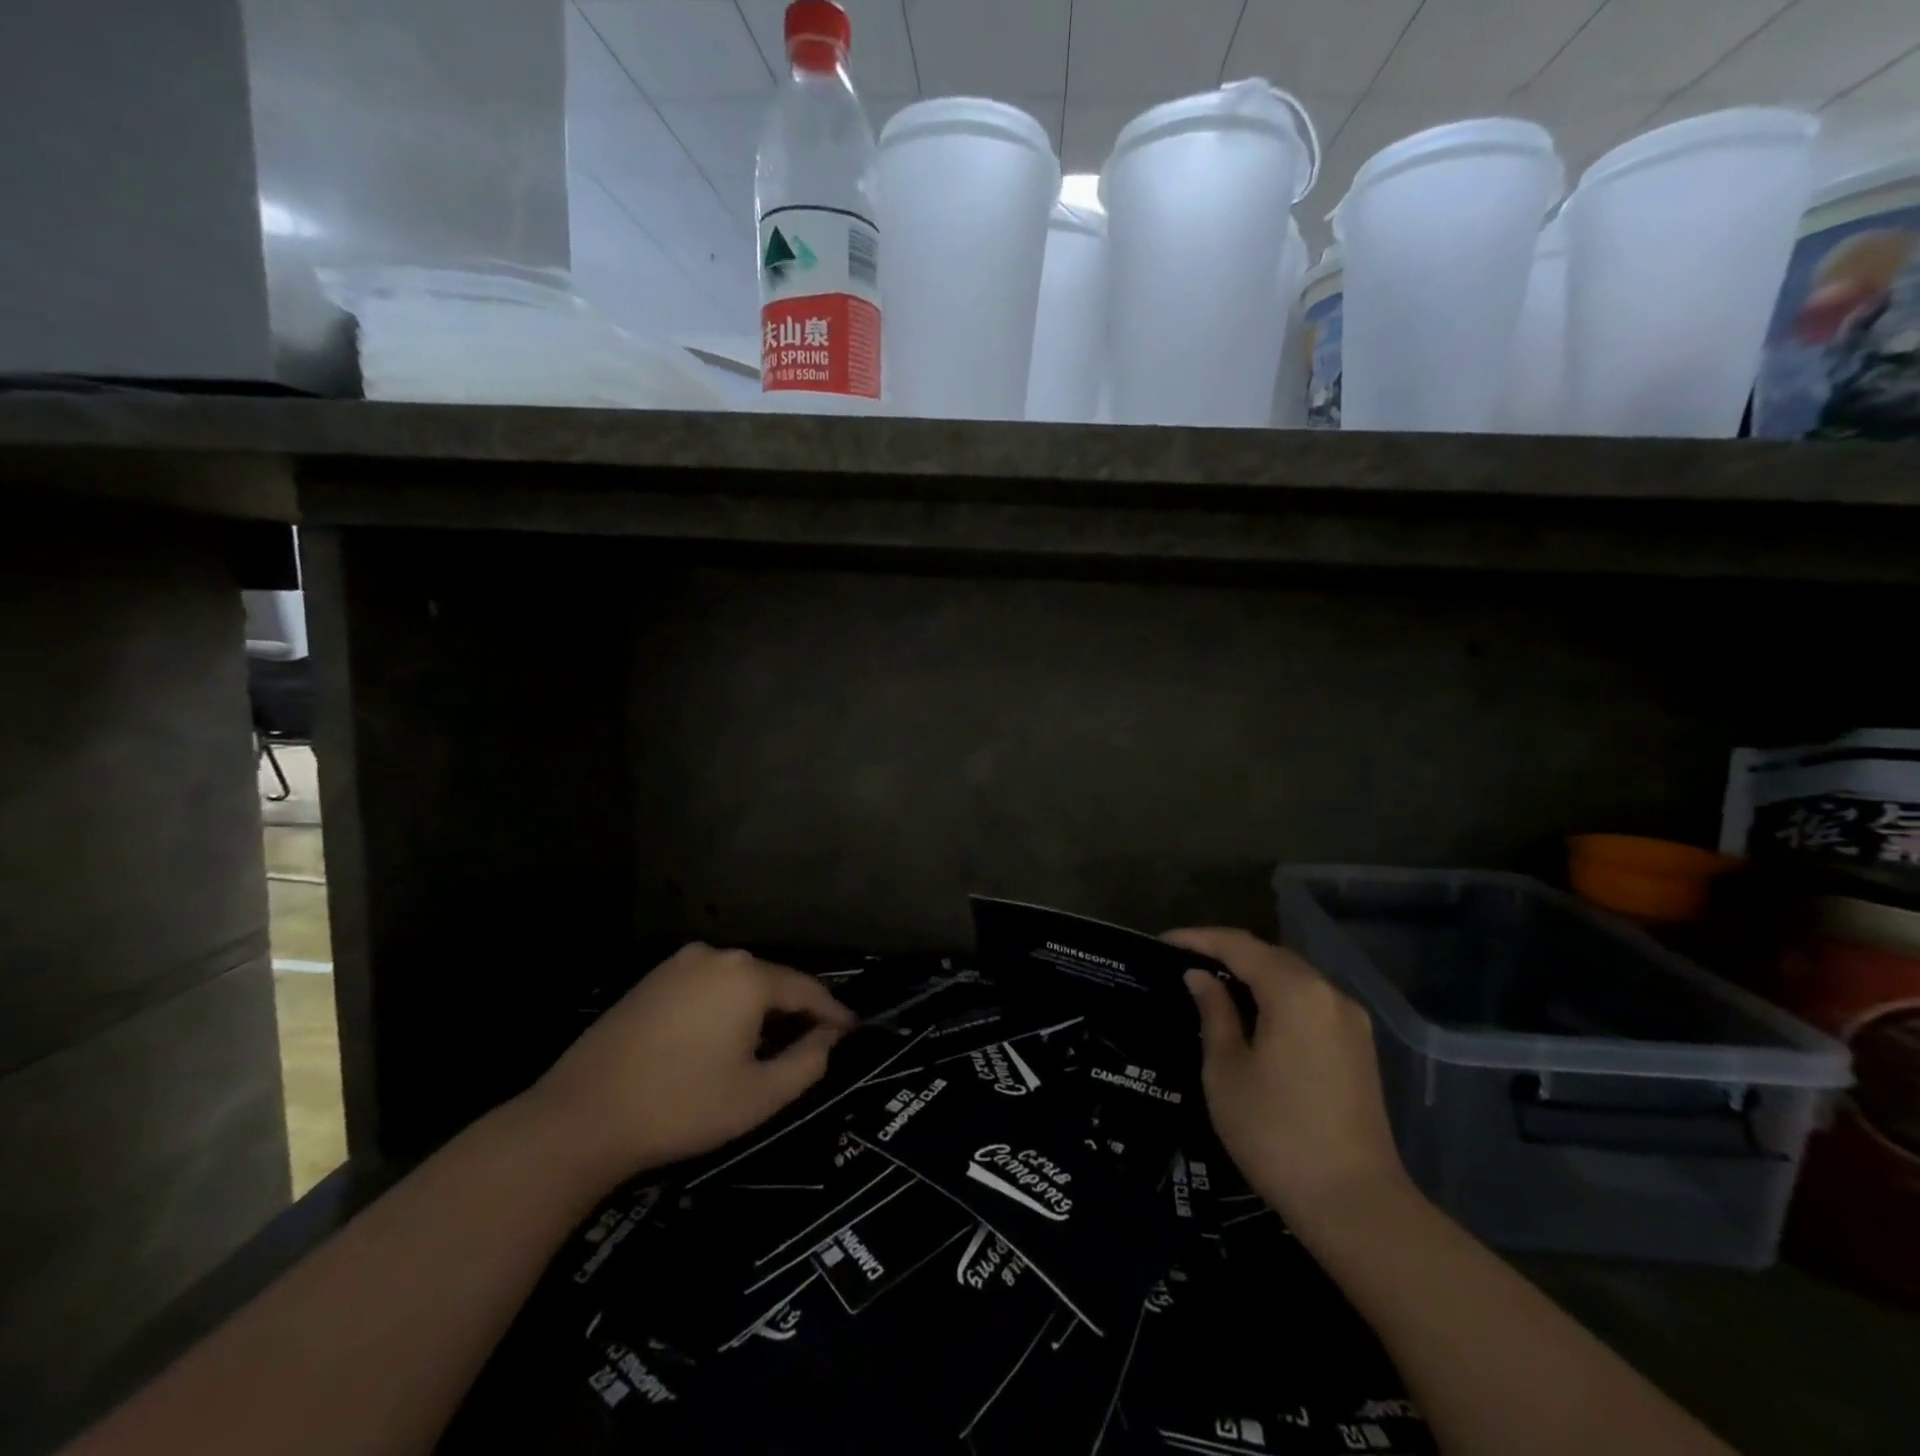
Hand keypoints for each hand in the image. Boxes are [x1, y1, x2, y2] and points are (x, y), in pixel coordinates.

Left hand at [528, 943, 855, 1183]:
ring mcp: (679, 964)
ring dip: (758, 1009)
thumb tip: (828, 1037)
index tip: (852, 1030)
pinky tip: (721, 1037)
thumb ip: (808, 1062)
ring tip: (769, 1043)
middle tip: (812, 1042)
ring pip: (737, 982)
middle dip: (794, 1011)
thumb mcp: (758, 1096)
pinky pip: (706, 986)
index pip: (806, 989)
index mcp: (747, 976)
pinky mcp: (651, 979)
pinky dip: (724, 1006)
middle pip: (771, 981)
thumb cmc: (681, 1107)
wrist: (580, 1118)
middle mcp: (717, 956)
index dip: (833, 1012)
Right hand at [1168, 927, 1408, 1230]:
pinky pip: (1310, 1002)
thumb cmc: (1276, 1134)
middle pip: (1270, 955)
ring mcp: (1350, 1021)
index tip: (1162, 944)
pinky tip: (1252, 1014)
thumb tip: (1200, 977)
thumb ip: (1214, 1013)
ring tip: (1212, 984)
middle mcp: (1329, 994)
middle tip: (1183, 962)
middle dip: (1226, 952)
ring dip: (1253, 974)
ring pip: (1293, 977)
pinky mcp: (1358, 1048)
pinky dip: (1277, 996)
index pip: (1239, 945)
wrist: (1355, 1206)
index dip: (1198, 939)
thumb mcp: (1226, 1071)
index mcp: (1295, 991)